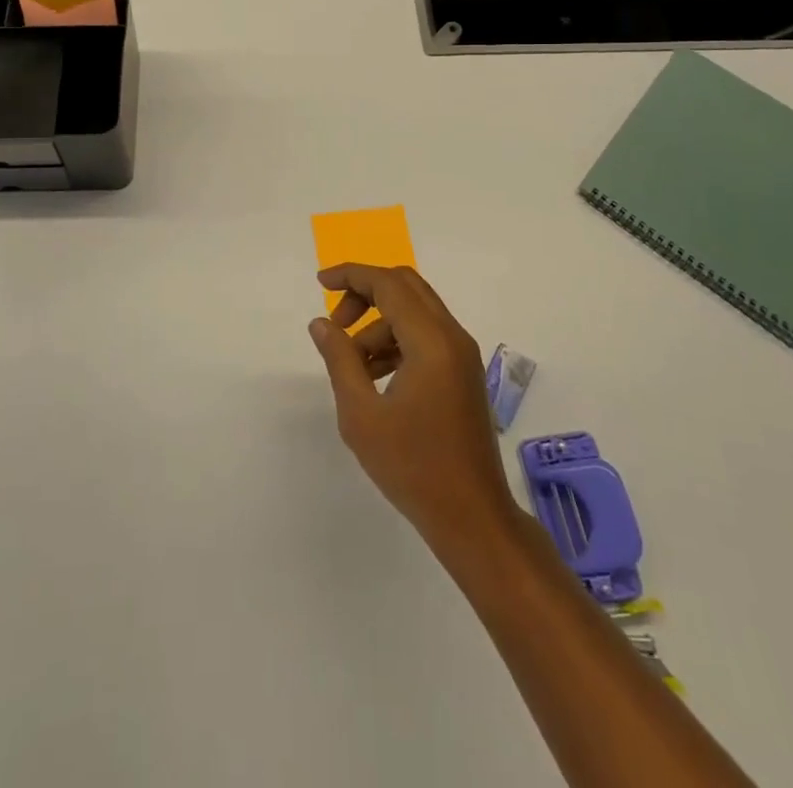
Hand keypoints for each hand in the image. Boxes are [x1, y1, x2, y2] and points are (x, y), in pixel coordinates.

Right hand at [308, 264, 518, 553]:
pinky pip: (426, 336)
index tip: (320, 282)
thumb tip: (322, 323)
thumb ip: (340, 360)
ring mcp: (463, 354)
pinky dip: (397, 340)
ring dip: (379, 324)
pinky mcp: (464, 372)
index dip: (352, 275)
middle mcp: (453, 337)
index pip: (389, 285)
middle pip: (406, 287)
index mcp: (432, 342)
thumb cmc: (413, 467)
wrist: (472, 517)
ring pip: (415, 312)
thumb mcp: (362, 414)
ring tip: (353, 366)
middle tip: (336, 323)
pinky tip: (376, 376)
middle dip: (365, 294)